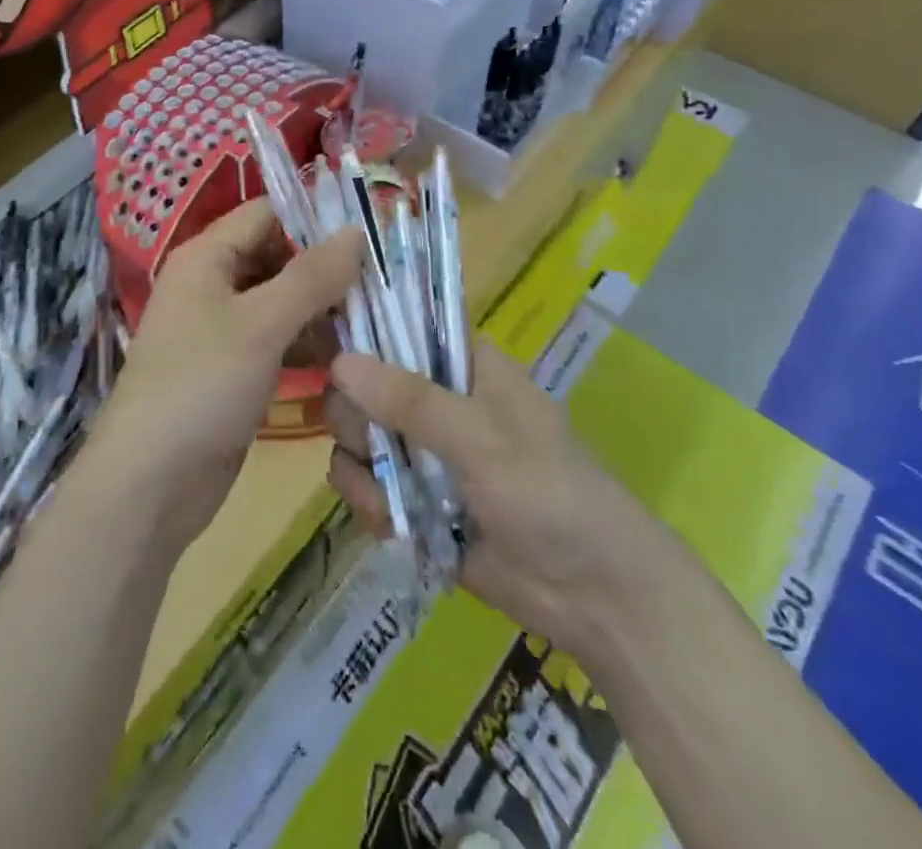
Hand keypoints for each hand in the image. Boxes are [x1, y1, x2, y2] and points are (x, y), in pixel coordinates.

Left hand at [87, 199, 362, 549]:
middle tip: (380, 287)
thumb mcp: (260, 324)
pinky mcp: (233, 371)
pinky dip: (307, 346)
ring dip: (321, 313)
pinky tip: (344, 362)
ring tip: (372, 326)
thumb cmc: (201, 386)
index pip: (266, 214)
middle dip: (324, 271)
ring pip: (281, 303)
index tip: (369, 237)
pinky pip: (277, 342)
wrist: (150, 484)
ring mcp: (221, 331)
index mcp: (205, 257)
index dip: (314, 220)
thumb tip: (356, 230)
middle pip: (277, 258)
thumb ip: (311, 276)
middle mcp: (211, 285)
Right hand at [324, 338, 666, 653]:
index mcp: (462, 363)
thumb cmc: (550, 494)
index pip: (399, 324)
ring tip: (388, 501)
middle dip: (357, 418)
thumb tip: (339, 362)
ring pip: (356, 435)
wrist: (593, 596)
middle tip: (372, 443)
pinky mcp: (412, 496)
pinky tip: (394, 527)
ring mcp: (421, 448)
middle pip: (362, 383)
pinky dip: (370, 504)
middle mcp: (434, 397)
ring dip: (361, 468)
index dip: (361, 332)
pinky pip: (364, 484)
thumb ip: (410, 400)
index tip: (328, 350)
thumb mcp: (483, 438)